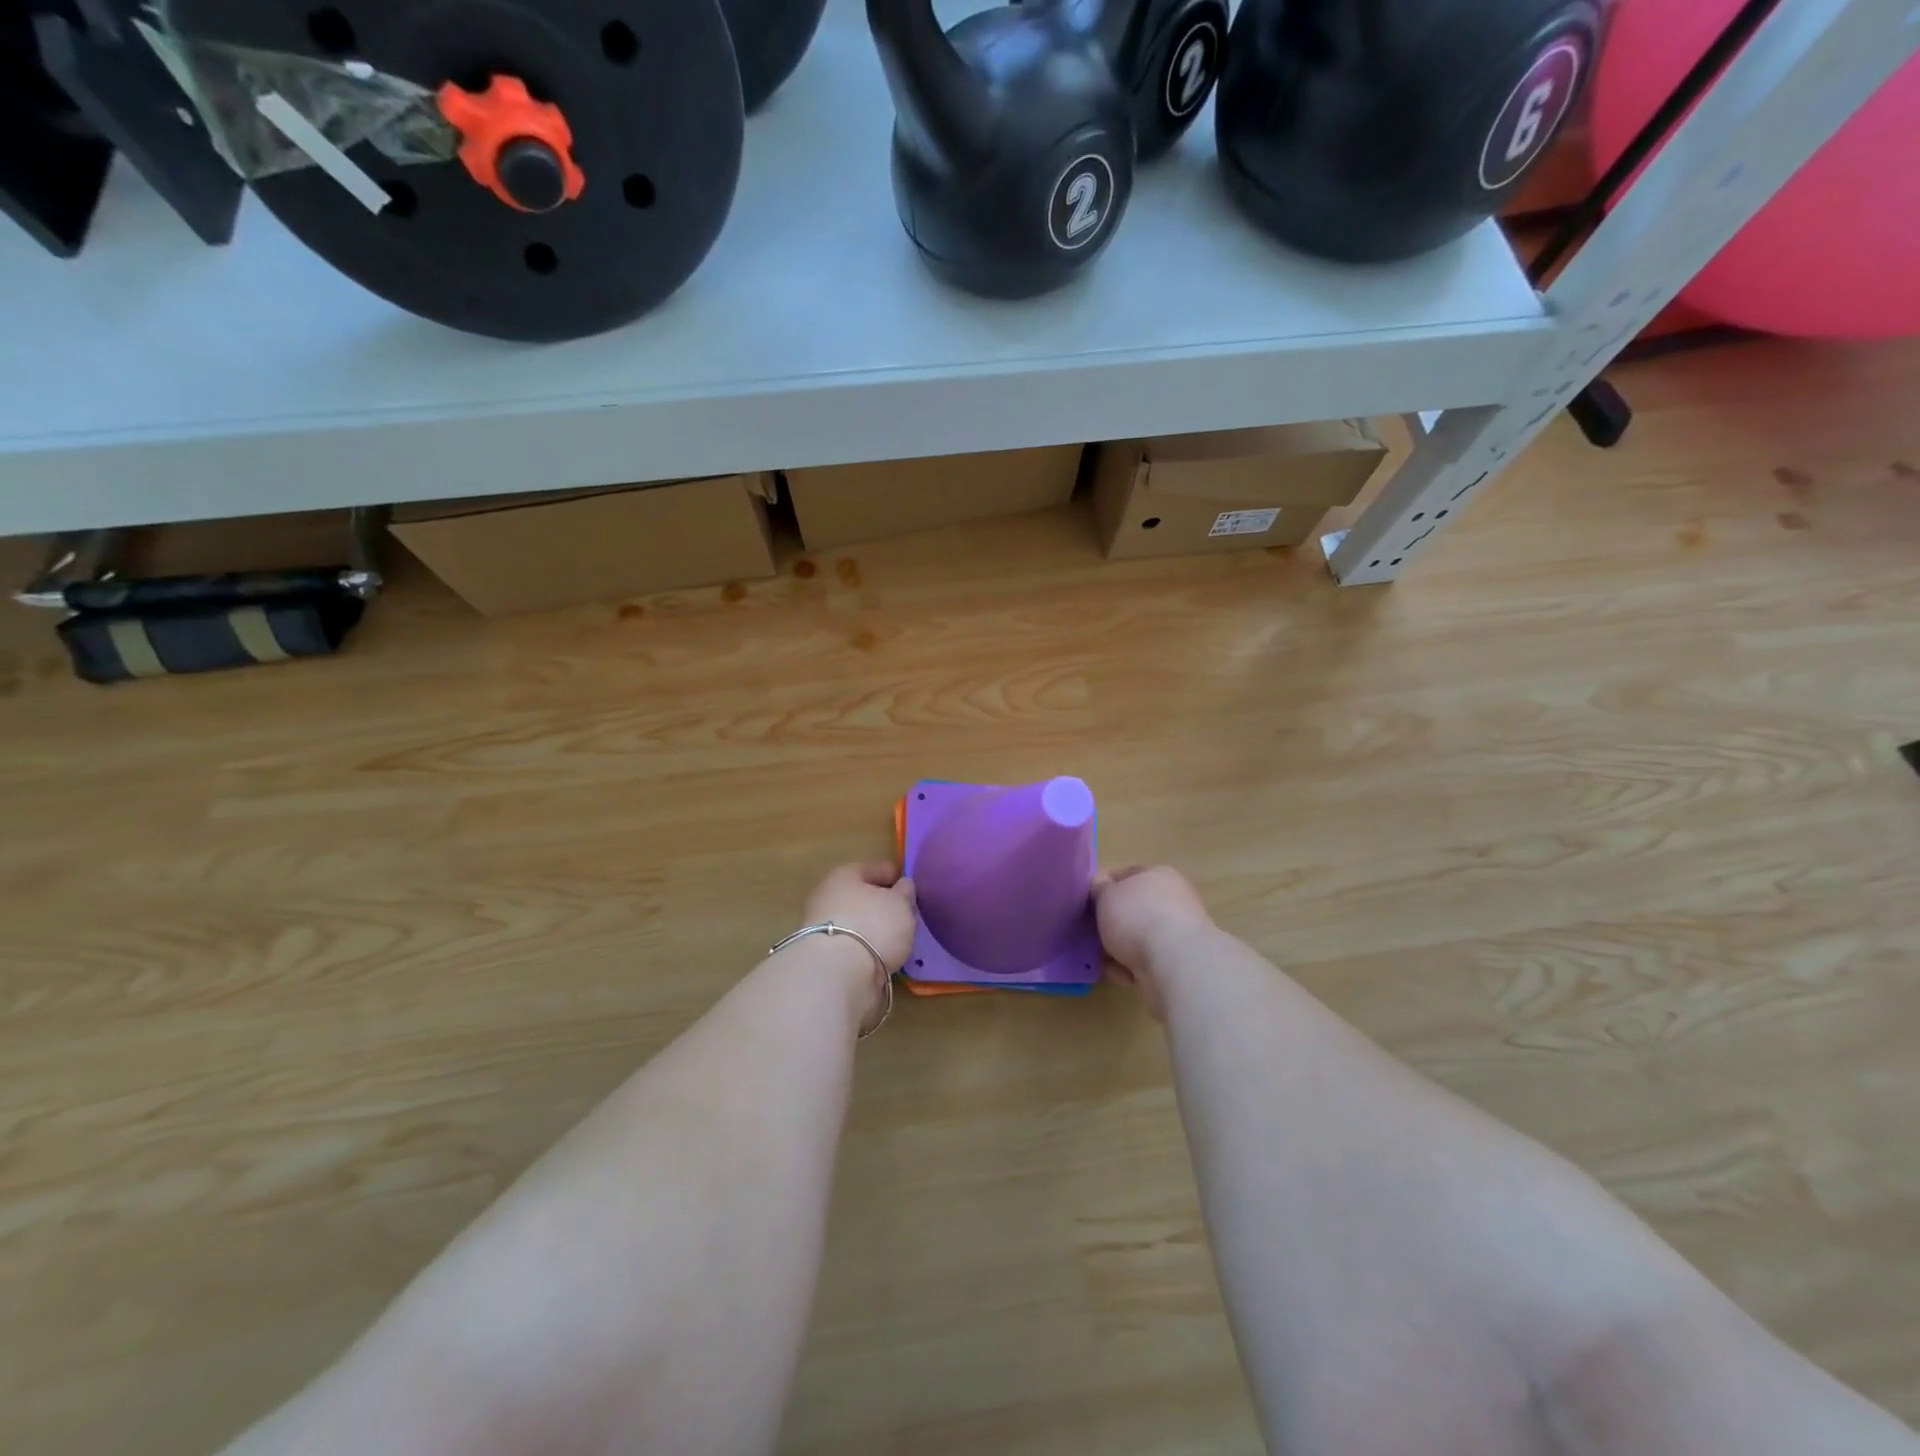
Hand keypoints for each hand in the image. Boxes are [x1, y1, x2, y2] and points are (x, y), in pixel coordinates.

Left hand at [791, 863, 917, 1034]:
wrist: (836, 975)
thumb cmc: (872, 925)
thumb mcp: (900, 903)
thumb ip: (905, 893)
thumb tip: (903, 887)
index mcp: (844, 875)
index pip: (874, 868)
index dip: (894, 875)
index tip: (911, 886)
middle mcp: (827, 898)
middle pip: (862, 897)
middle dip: (882, 905)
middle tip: (906, 914)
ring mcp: (822, 929)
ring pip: (856, 924)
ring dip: (874, 930)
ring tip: (898, 939)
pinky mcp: (824, 958)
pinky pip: (853, 947)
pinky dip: (867, 950)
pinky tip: (883, 957)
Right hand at [1093, 865, 1212, 1020]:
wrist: (1175, 963)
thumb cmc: (1137, 917)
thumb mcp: (1106, 894)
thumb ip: (1100, 888)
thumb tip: (1100, 884)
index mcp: (1159, 875)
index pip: (1127, 875)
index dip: (1105, 887)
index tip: (1088, 903)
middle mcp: (1174, 899)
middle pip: (1135, 908)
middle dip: (1113, 923)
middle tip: (1092, 932)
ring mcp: (1179, 932)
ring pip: (1140, 937)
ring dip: (1121, 948)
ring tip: (1102, 958)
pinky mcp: (1180, 962)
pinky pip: (1148, 961)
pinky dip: (1133, 967)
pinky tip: (1120, 974)